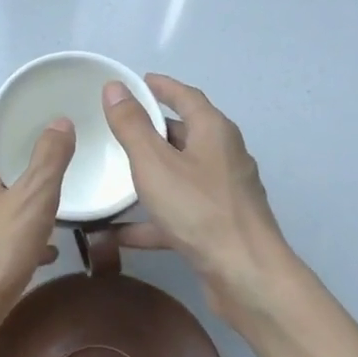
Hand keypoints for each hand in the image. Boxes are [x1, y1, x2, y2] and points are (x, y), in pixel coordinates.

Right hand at [102, 74, 294, 322]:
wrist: (244, 274)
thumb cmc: (199, 210)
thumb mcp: (155, 163)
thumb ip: (132, 126)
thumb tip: (115, 88)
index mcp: (214, 132)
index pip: (187, 96)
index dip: (161, 86)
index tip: (137, 81)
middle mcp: (223, 156)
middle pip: (184, 135)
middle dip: (152, 130)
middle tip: (117, 127)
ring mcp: (222, 193)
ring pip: (179, 175)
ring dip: (149, 175)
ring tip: (113, 174)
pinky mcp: (216, 226)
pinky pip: (176, 213)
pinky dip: (149, 218)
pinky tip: (114, 232)